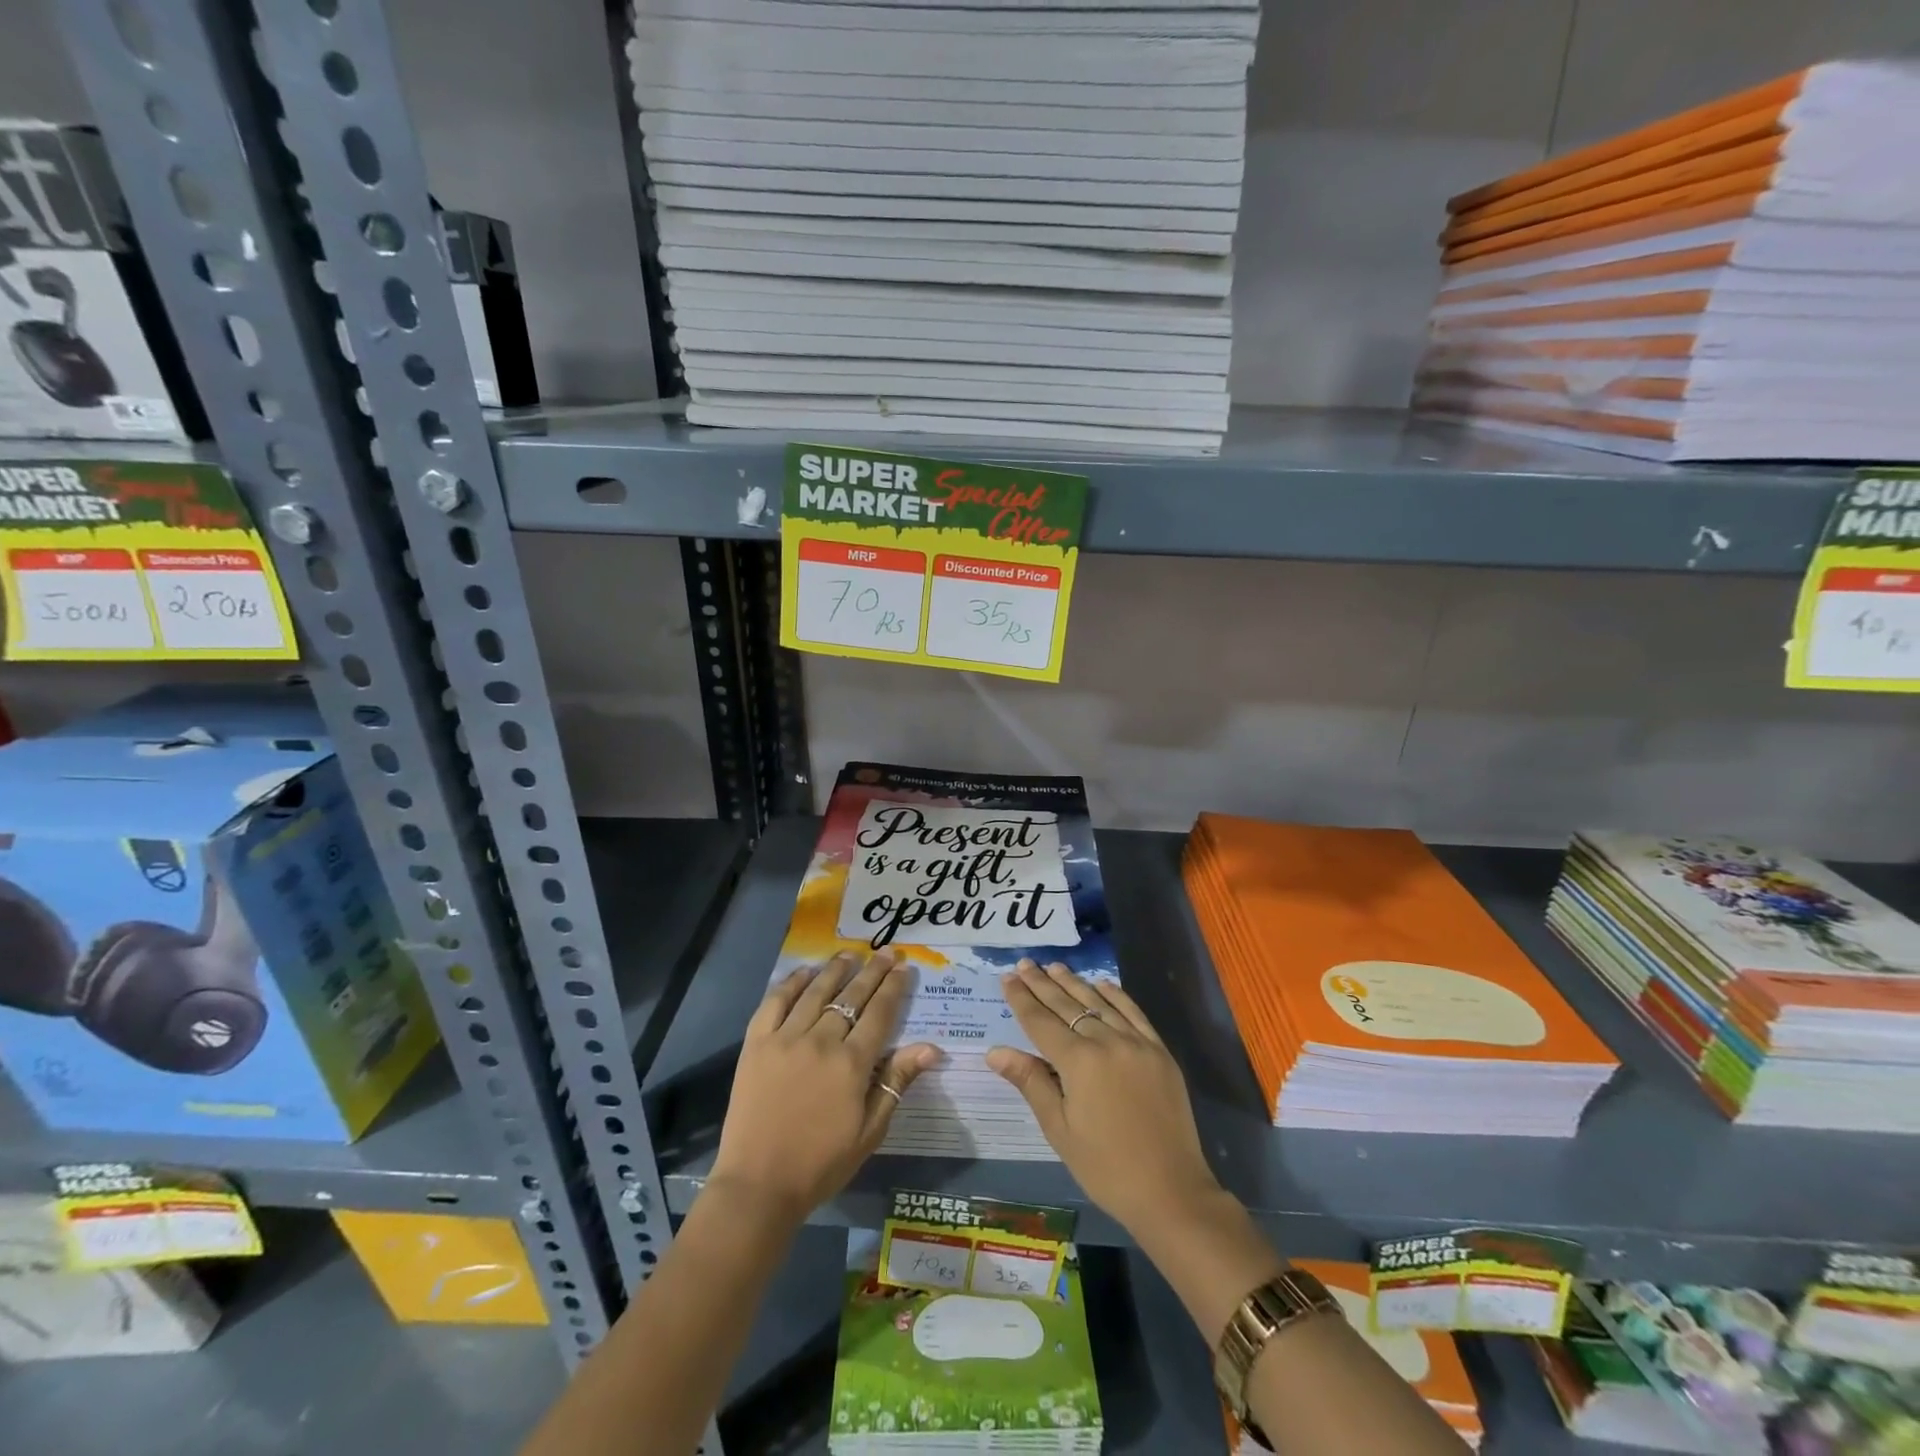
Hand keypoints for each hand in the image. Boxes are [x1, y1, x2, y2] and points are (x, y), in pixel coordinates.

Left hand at [709, 949, 940, 1224]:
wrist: (758, 1185)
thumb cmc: (821, 1163)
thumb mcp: (870, 1131)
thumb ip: (896, 1082)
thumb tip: (931, 1047)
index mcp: (851, 1064)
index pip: (880, 1013)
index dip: (894, 988)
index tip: (904, 968)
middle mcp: (821, 1042)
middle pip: (852, 996)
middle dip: (872, 970)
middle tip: (886, 951)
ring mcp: (785, 1039)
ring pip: (816, 992)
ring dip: (836, 969)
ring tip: (850, 953)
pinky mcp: (756, 1044)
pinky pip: (774, 1002)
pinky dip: (791, 983)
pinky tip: (804, 972)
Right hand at [987, 960, 1221, 1237]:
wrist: (1171, 1191)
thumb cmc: (1106, 1167)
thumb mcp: (1060, 1129)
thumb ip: (1030, 1082)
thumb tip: (995, 1051)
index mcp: (1079, 1062)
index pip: (1041, 1021)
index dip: (1022, 999)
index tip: (1007, 977)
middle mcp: (1107, 1041)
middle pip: (1067, 1005)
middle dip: (1043, 983)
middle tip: (1025, 963)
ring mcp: (1137, 1043)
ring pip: (1099, 1003)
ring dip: (1074, 983)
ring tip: (1055, 967)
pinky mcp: (1159, 1051)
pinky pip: (1133, 1012)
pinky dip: (1115, 995)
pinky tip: (1101, 984)